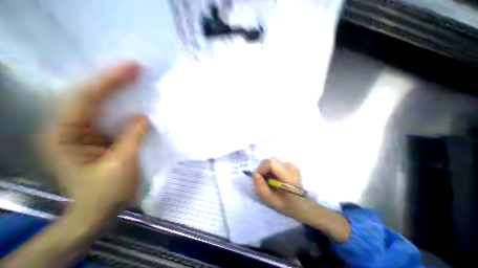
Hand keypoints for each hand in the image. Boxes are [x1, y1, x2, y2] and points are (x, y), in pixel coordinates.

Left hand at [42, 61, 148, 228]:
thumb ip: (133, 138)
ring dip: (118, 89)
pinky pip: (112, 115)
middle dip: (112, 80)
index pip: (85, 99)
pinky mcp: (103, 136)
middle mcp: (71, 129)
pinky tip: (135, 98)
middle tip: (135, 67)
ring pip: (100, 103)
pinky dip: (124, 104)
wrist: (100, 210)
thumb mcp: (122, 164)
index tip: (130, 68)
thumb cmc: (108, 192)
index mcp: (65, 135)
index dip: (108, 81)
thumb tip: (144, 117)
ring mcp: (87, 132)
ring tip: (136, 77)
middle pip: (90, 96)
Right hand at [251, 158, 349, 241]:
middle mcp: (291, 167)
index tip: (258, 177)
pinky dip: (272, 170)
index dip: (262, 168)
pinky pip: (276, 163)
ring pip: (272, 162)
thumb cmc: (288, 205)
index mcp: (289, 177)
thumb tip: (255, 174)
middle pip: (270, 161)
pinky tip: (276, 179)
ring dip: (267, 170)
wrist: (304, 205)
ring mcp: (292, 165)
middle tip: (263, 180)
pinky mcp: (291, 164)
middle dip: (263, 169)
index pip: (271, 163)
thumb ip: (261, 188)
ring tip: (270, 181)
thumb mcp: (271, 201)